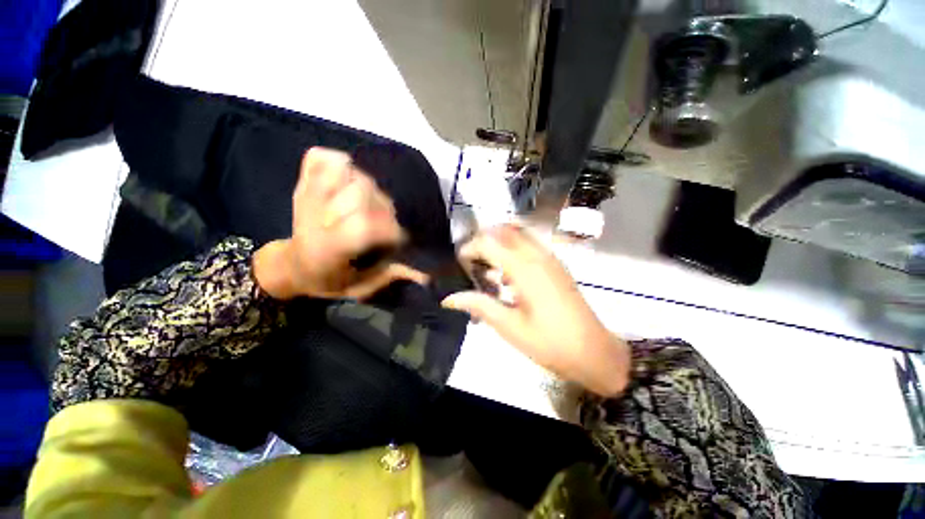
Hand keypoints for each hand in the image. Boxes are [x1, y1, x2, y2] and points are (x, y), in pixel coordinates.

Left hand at [254, 147, 427, 299]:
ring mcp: (307, 195)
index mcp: (328, 248)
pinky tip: (347, 180)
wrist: (292, 265)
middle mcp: (316, 217)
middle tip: (383, 223)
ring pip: (348, 172)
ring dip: (366, 187)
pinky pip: (321, 158)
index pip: (364, 225)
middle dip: (382, 209)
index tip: (398, 239)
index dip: (390, 229)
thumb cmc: (329, 280)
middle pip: (361, 193)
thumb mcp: (360, 287)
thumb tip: (426, 275)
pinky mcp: (302, 182)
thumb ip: (390, 276)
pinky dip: (338, 162)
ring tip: (367, 204)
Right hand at [442, 225, 630, 395]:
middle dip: (483, 240)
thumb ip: (479, 306)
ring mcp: (550, 258)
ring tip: (486, 268)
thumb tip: (449, 298)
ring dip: (498, 243)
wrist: (595, 353)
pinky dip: (512, 250)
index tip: (459, 263)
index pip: (489, 243)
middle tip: (470, 261)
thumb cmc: (550, 343)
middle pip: (504, 231)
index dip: (469, 248)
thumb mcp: (509, 327)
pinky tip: (507, 277)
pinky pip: (529, 246)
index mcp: (525, 269)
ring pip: (518, 235)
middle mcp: (538, 256)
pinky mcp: (556, 265)